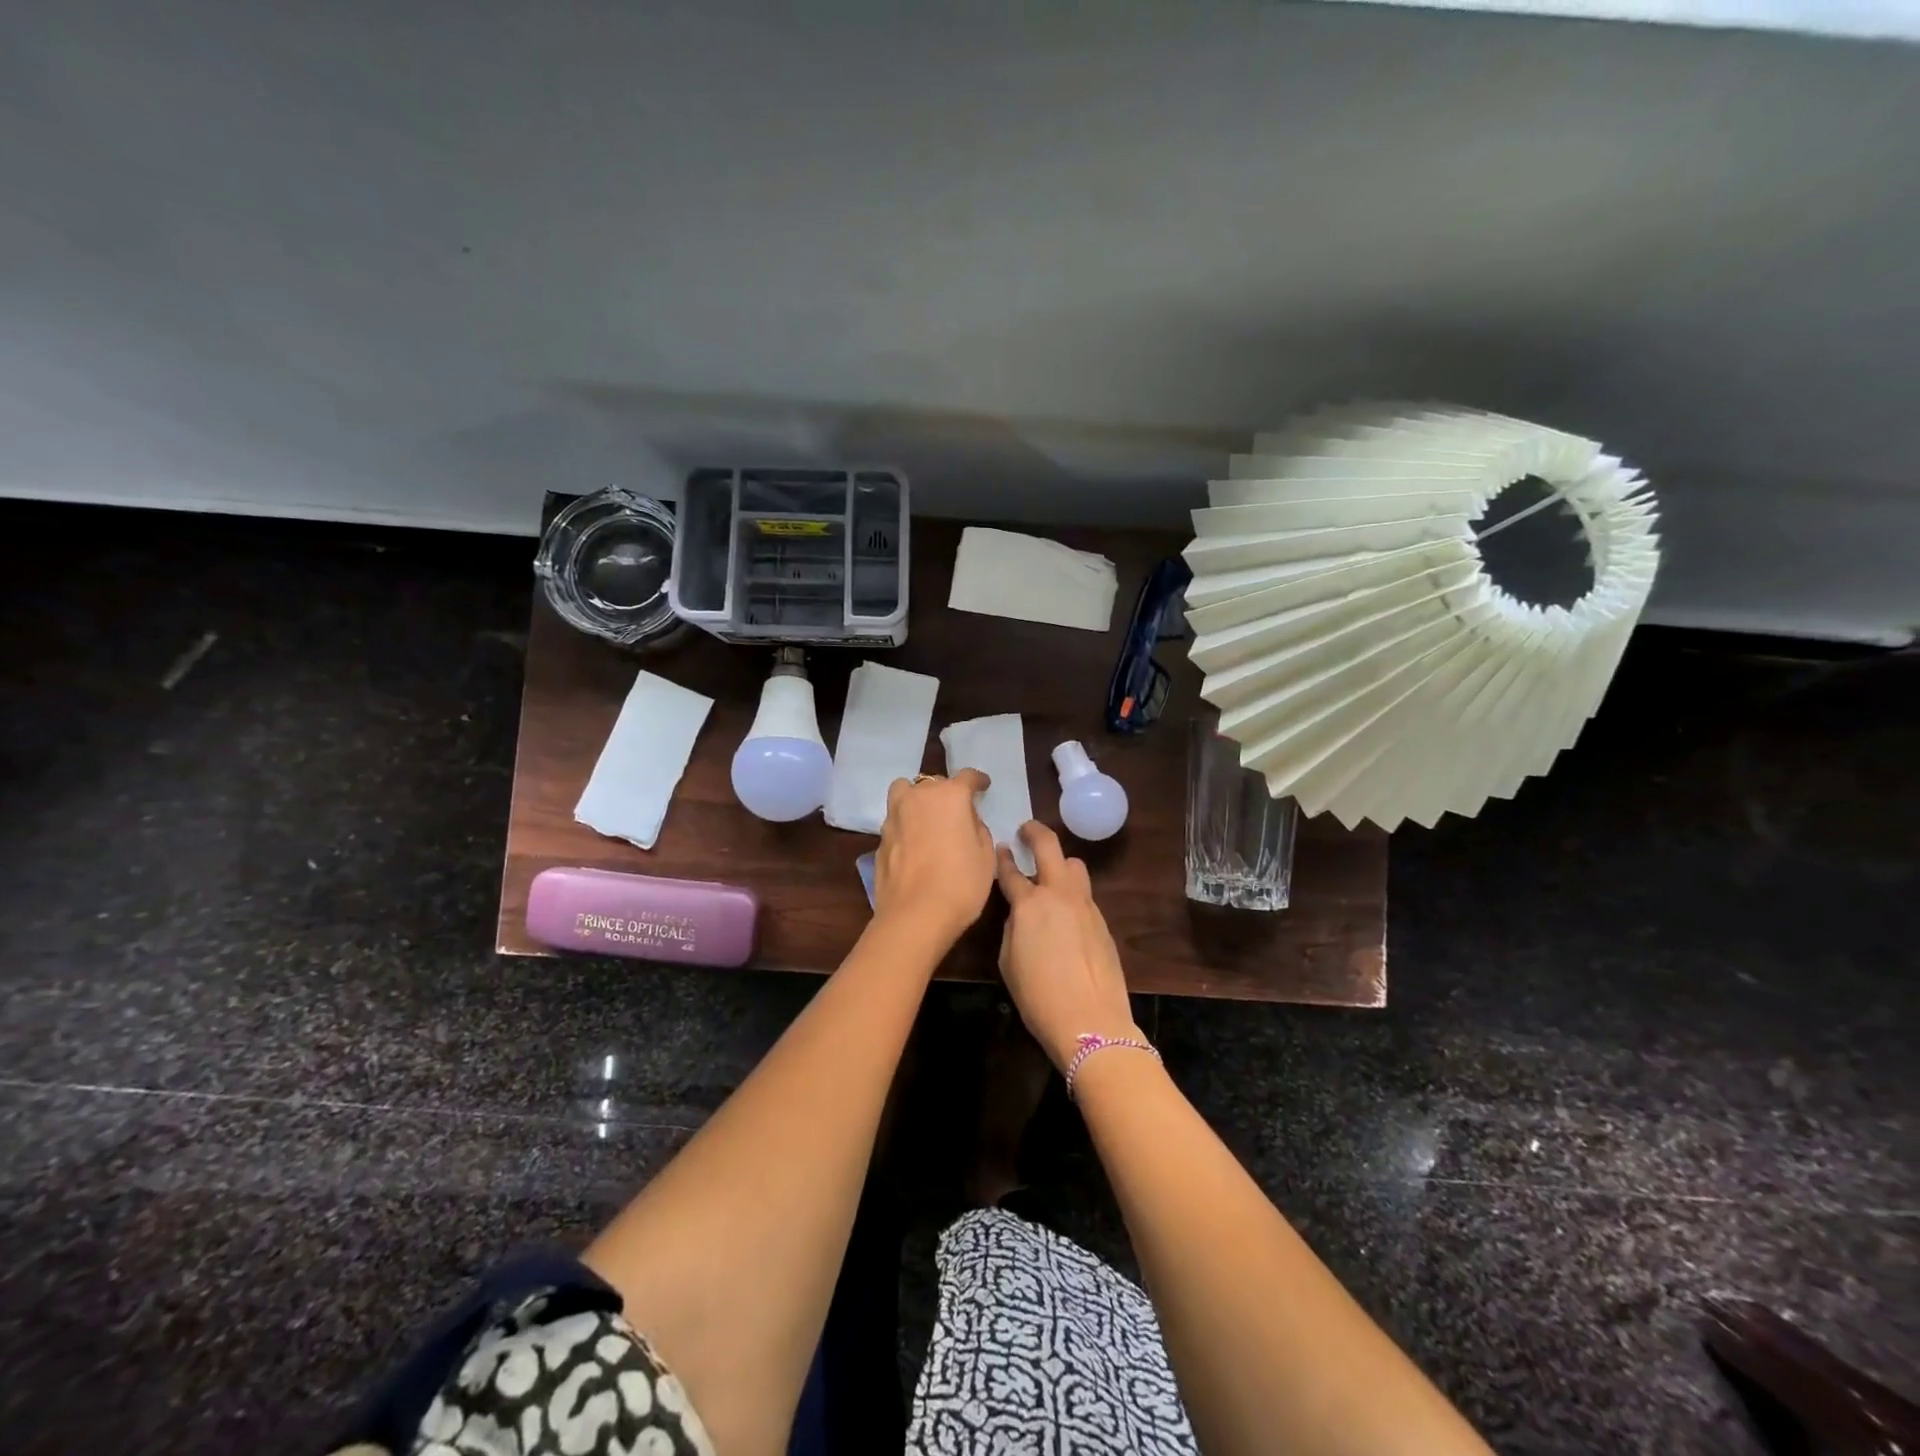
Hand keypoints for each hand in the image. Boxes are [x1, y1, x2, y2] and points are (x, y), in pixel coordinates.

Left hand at [873, 770, 996, 944]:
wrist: (914, 916)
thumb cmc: (960, 883)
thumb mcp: (986, 856)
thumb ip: (978, 829)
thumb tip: (967, 821)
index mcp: (949, 796)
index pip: (966, 777)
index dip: (977, 781)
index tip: (983, 786)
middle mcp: (918, 797)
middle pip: (934, 783)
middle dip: (947, 792)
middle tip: (957, 812)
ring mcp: (894, 816)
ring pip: (905, 793)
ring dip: (918, 799)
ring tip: (928, 818)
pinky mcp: (880, 838)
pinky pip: (896, 819)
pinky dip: (906, 824)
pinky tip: (915, 844)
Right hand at [994, 821, 1138, 1071]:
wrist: (1090, 1021)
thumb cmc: (1038, 997)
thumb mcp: (1008, 962)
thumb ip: (1012, 929)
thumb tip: (1020, 916)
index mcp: (1029, 904)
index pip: (1010, 871)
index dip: (1003, 858)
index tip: (1001, 847)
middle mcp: (1059, 895)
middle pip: (1050, 847)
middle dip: (1036, 832)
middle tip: (1026, 830)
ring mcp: (1086, 906)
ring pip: (1075, 866)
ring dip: (1060, 863)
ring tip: (1050, 874)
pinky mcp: (1103, 922)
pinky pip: (1085, 895)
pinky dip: (1073, 893)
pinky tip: (1066, 914)